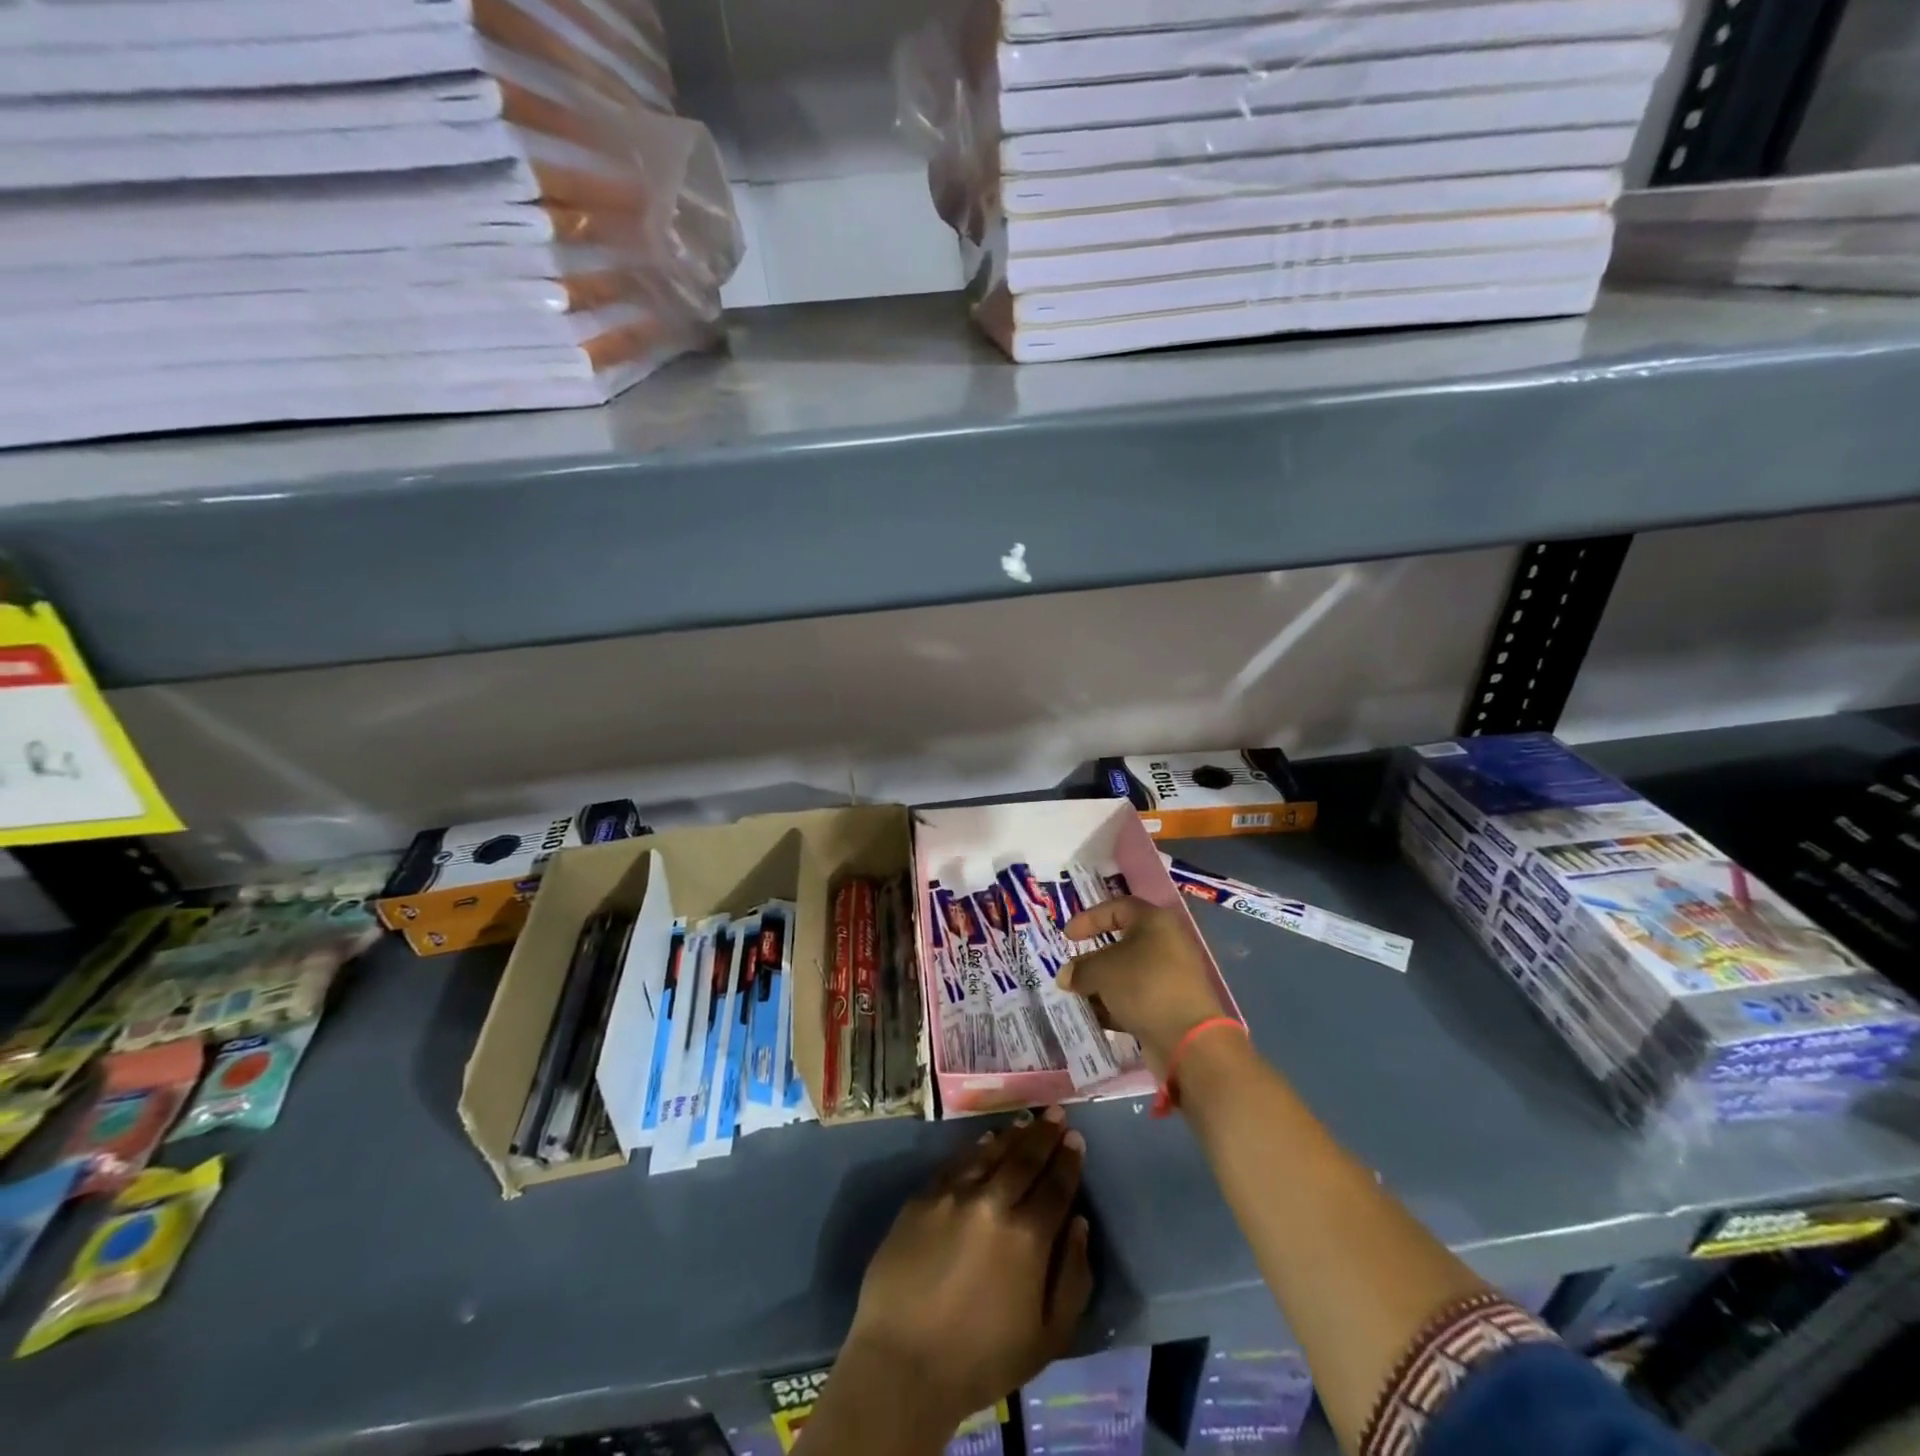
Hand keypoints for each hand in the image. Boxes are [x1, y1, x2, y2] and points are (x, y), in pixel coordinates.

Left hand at [842, 1109, 1092, 1430]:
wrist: (903, 1364)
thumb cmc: (982, 1360)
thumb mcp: (1048, 1337)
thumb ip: (1073, 1277)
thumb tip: (1080, 1224)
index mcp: (1028, 1237)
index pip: (1056, 1186)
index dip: (1068, 1160)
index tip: (1075, 1138)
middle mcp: (993, 1202)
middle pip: (1025, 1158)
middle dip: (1045, 1134)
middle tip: (1056, 1113)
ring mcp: (954, 1195)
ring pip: (991, 1152)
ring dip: (1013, 1134)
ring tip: (1027, 1120)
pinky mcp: (923, 1197)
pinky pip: (957, 1162)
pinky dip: (977, 1147)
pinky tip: (986, 1139)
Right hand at [1061, 897, 1226, 1076]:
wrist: (1189, 1039)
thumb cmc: (1143, 986)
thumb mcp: (1102, 971)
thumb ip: (1080, 969)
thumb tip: (1066, 976)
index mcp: (1155, 922)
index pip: (1117, 908)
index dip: (1089, 918)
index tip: (1067, 937)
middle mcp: (1167, 944)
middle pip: (1122, 944)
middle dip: (1093, 959)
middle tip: (1071, 972)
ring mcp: (1171, 976)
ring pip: (1128, 974)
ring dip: (1102, 985)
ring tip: (1078, 998)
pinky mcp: (1171, 1005)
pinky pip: (1137, 998)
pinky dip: (1116, 1005)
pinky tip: (1096, 1018)